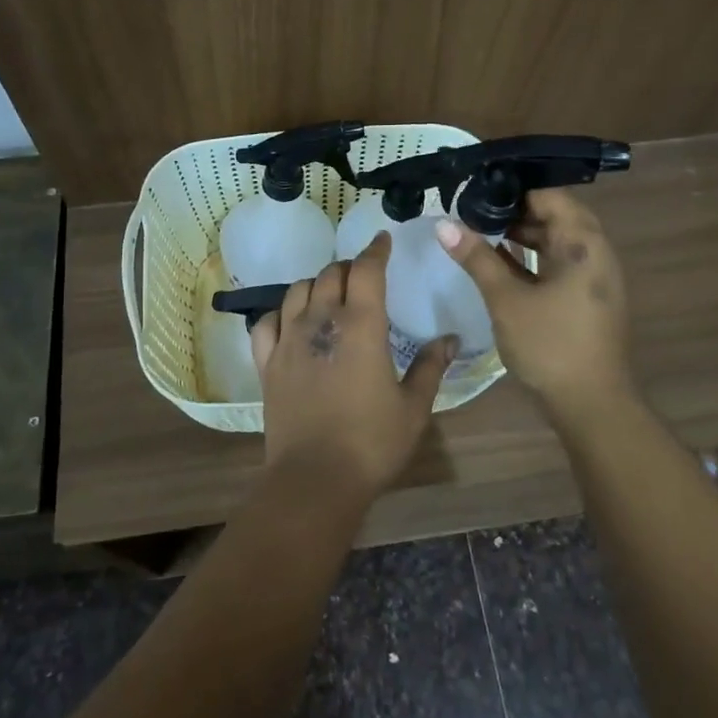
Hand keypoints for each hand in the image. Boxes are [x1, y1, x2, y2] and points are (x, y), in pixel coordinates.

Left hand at [251, 232, 457, 501]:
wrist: (315, 478)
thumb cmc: (372, 442)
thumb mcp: (413, 407)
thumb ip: (431, 366)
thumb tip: (451, 338)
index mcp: (361, 325)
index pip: (366, 270)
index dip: (375, 250)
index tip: (382, 239)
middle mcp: (321, 321)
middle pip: (331, 274)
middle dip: (349, 268)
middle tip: (363, 276)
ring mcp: (288, 340)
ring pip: (297, 290)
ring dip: (316, 284)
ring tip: (329, 295)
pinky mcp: (266, 362)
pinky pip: (266, 322)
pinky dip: (280, 313)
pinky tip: (290, 321)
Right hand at [436, 188, 633, 416]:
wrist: (592, 405)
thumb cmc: (550, 345)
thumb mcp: (506, 299)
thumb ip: (476, 258)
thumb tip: (443, 224)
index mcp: (583, 243)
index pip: (549, 195)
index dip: (513, 188)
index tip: (477, 188)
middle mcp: (594, 252)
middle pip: (554, 215)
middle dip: (514, 210)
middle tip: (473, 208)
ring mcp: (593, 277)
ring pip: (555, 241)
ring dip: (521, 234)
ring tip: (479, 230)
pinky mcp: (586, 298)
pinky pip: (557, 263)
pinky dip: (531, 257)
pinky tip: (499, 261)